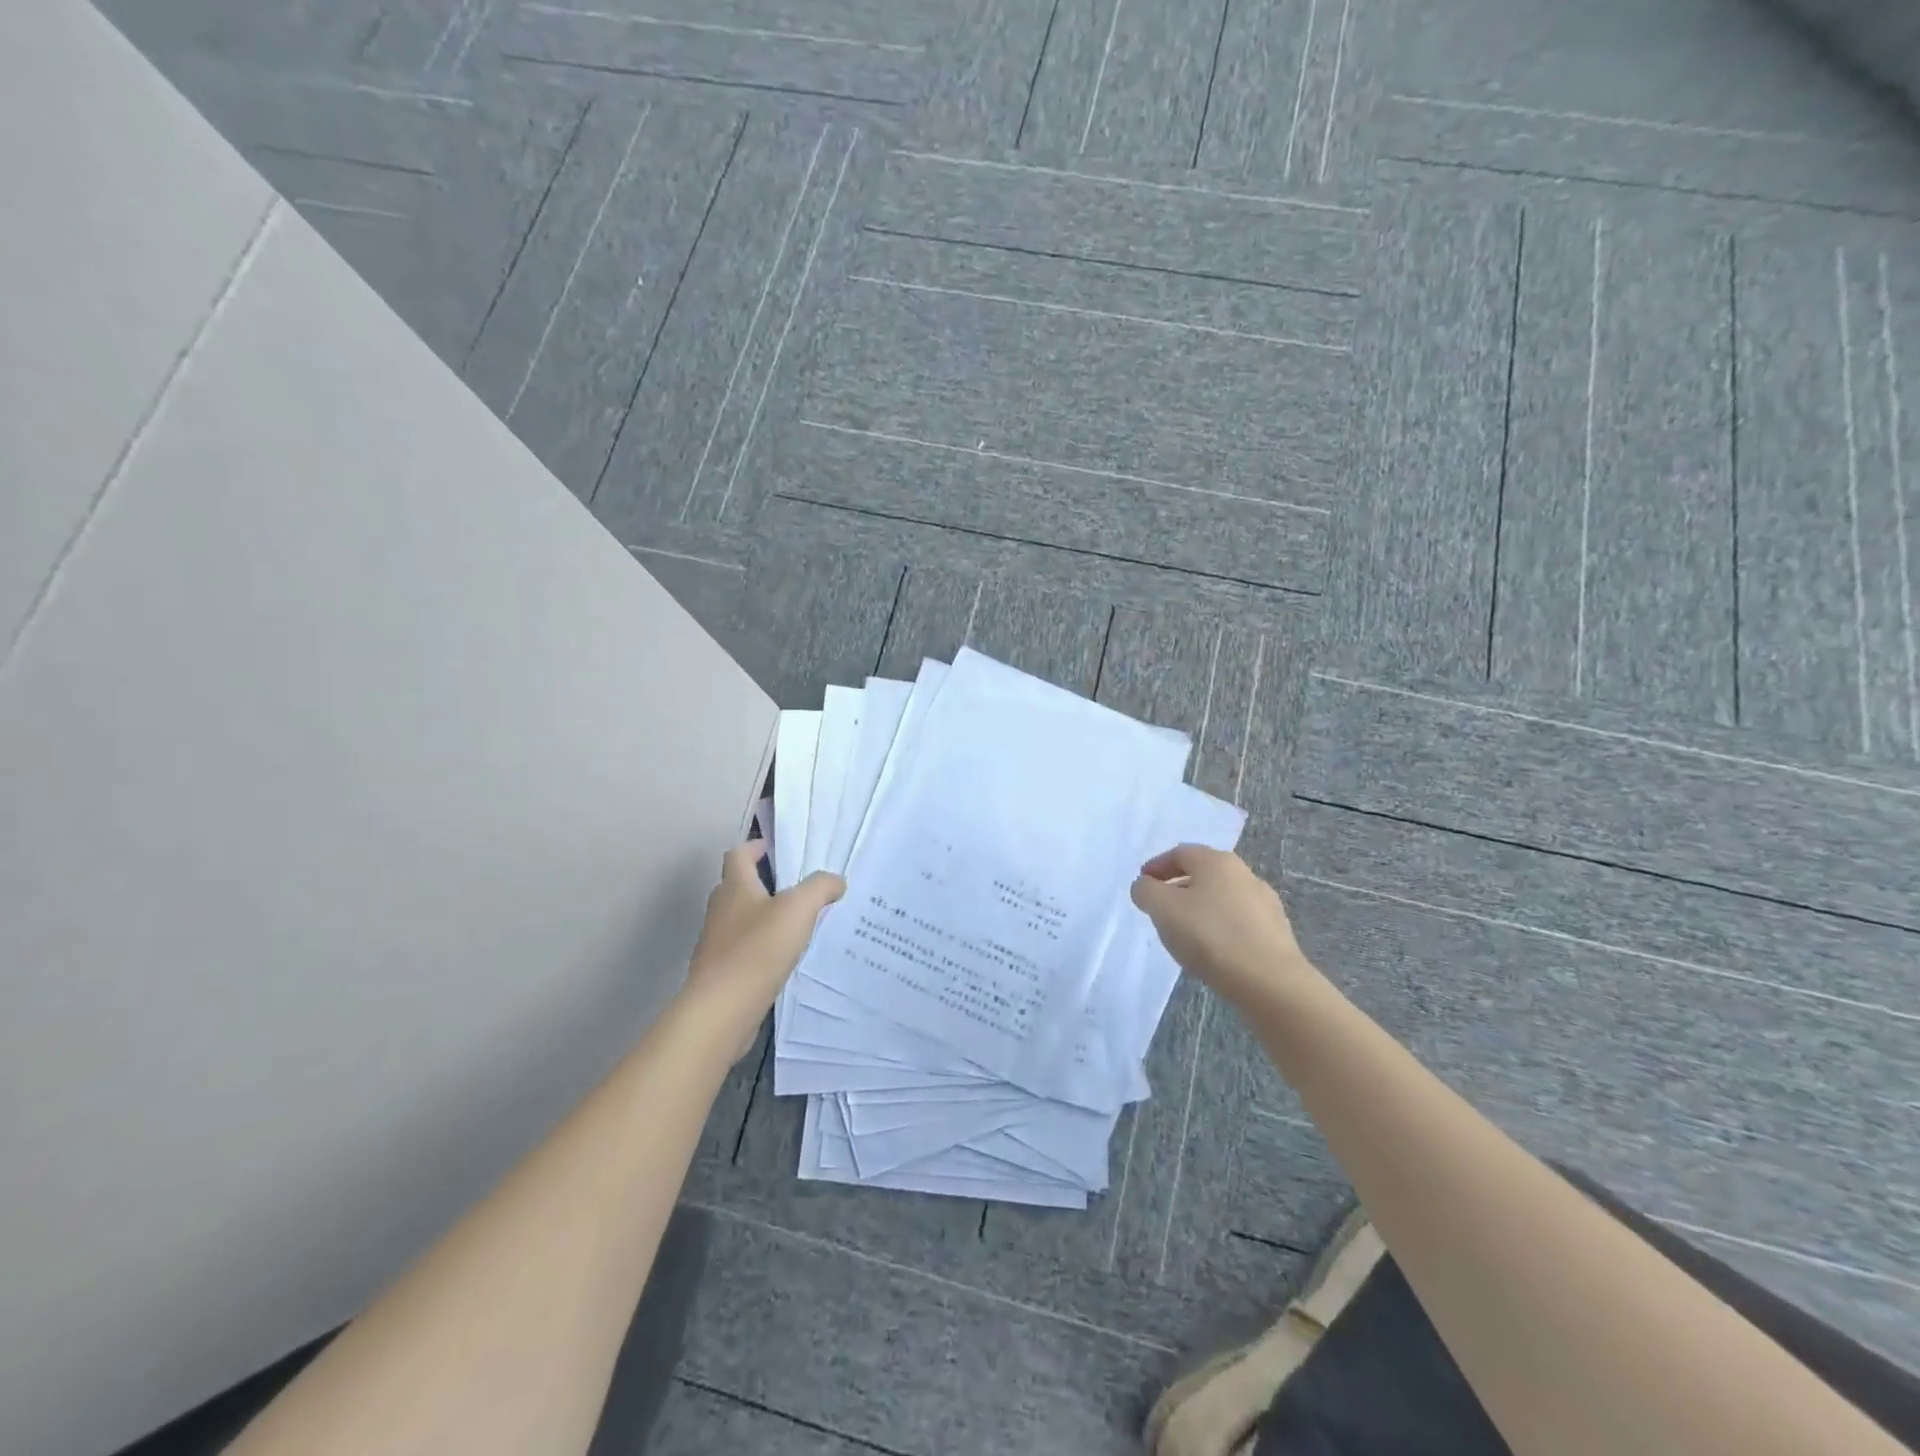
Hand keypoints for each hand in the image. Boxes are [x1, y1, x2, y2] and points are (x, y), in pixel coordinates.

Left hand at [683, 844, 843, 1037]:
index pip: (739, 854)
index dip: (756, 847)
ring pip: (742, 919)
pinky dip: (762, 947)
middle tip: (798, 887)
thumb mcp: (798, 909)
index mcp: (734, 887)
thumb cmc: (757, 949)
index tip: (779, 850)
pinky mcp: (721, 972)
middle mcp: (721, 910)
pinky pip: (744, 949)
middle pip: (738, 886)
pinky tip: (786, 958)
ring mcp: (717, 943)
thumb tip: (835, 881)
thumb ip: (820, 887)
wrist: (721, 1011)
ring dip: (765, 917)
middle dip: (764, 883)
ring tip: (799, 923)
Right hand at [1130, 845, 1312, 1008]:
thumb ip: (1146, 891)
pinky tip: (1213, 950)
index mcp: (1217, 861)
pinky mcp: (1276, 932)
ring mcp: (1265, 903)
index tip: (1142, 885)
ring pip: (1221, 898)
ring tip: (1185, 933)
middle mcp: (1244, 874)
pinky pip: (1238, 921)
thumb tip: (1146, 886)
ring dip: (1199, 908)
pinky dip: (1219, 927)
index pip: (1180, 853)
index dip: (1157, 866)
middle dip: (1178, 887)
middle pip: (1203, 874)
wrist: (1270, 982)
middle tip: (1160, 909)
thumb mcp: (1163, 909)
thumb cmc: (1210, 936)